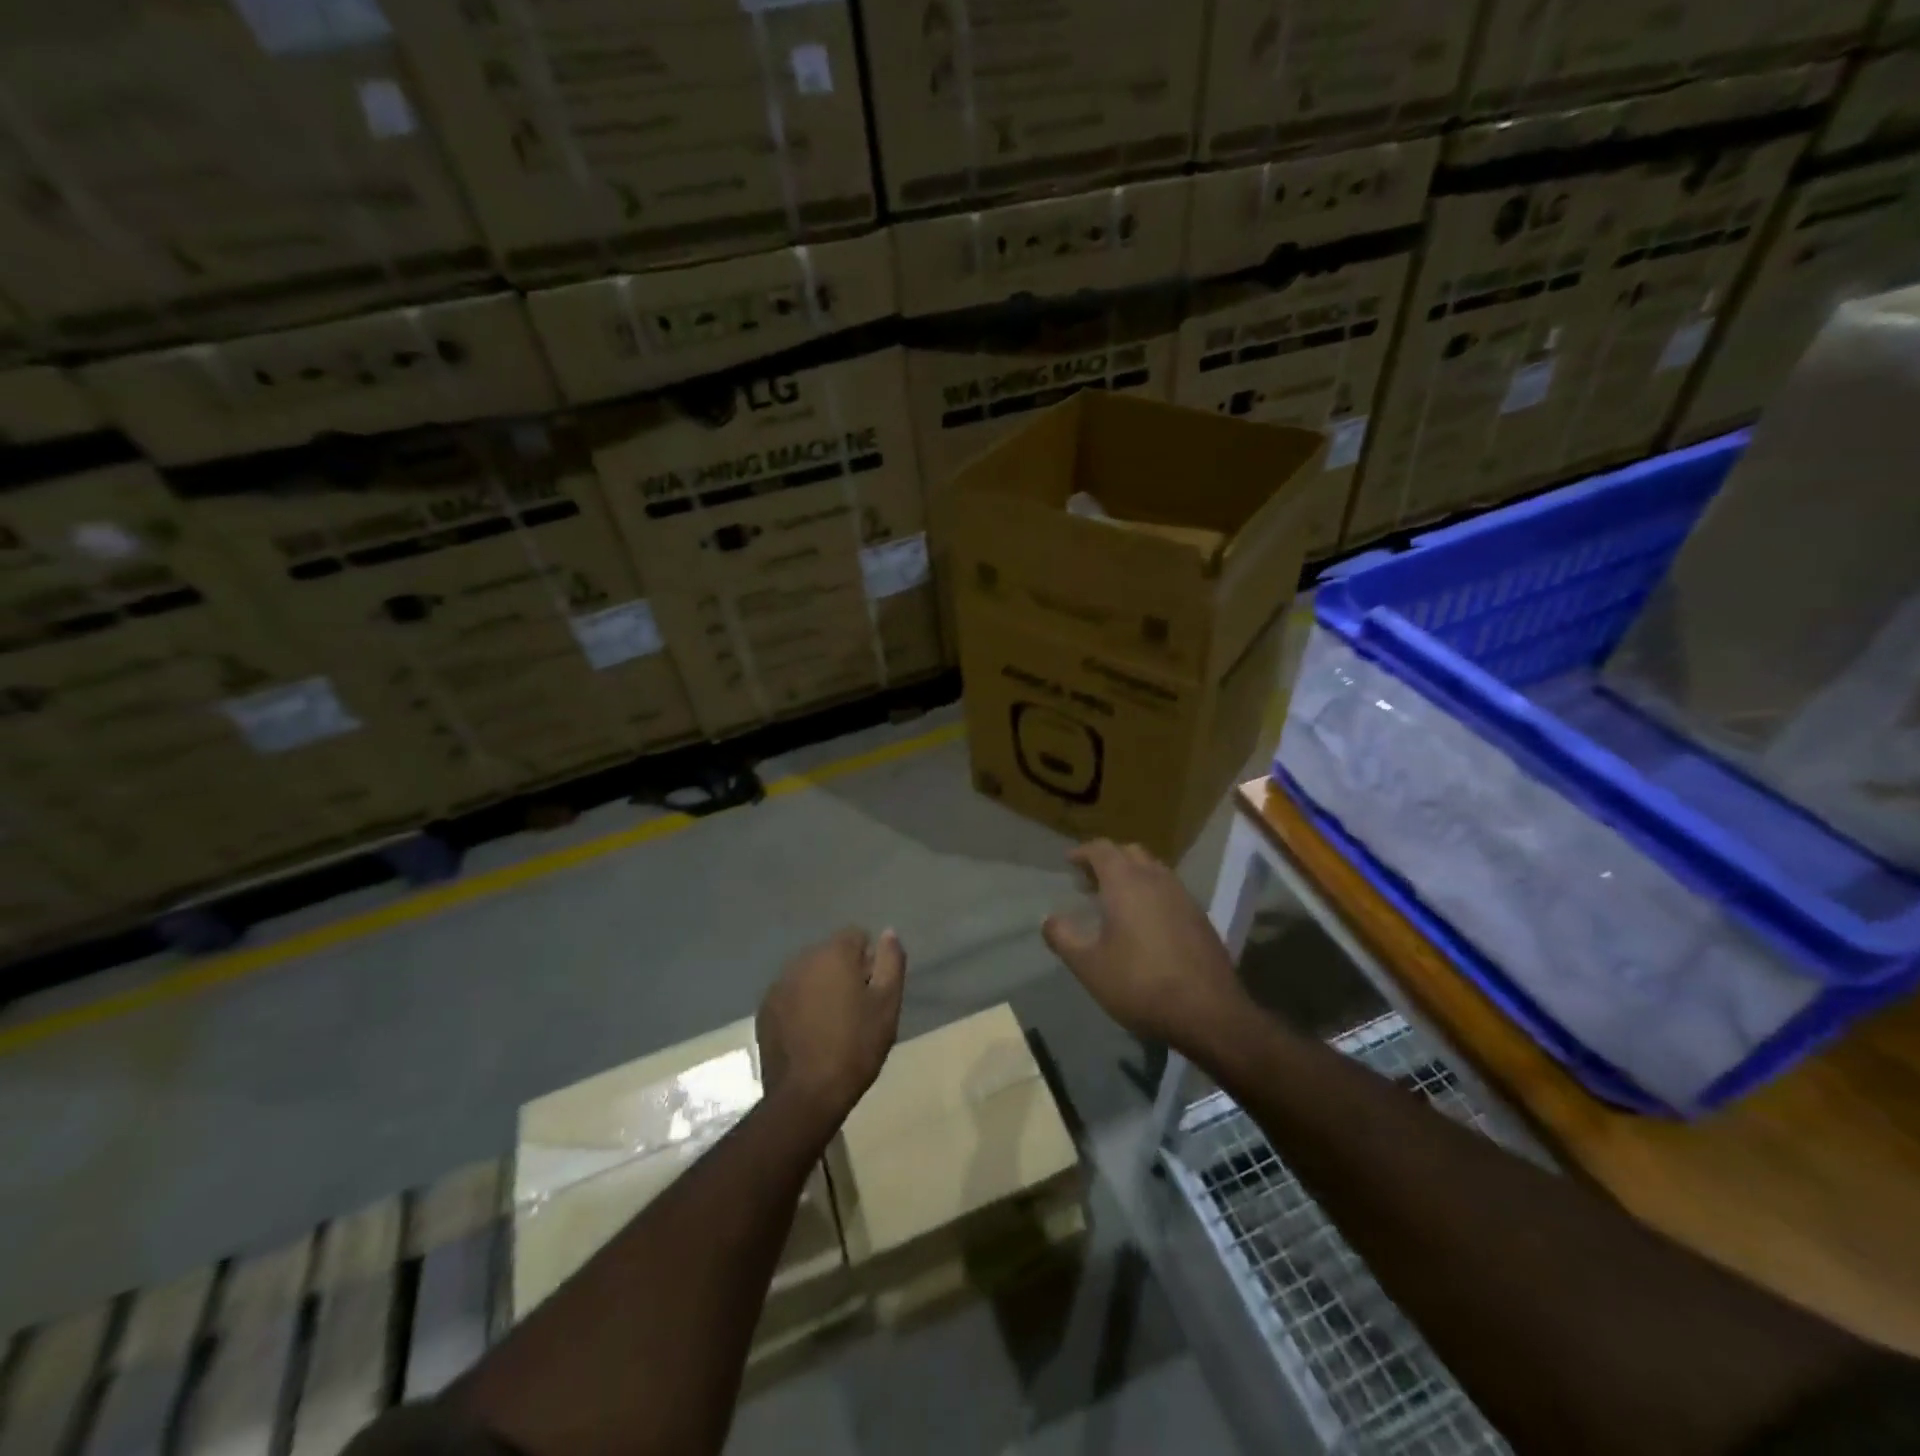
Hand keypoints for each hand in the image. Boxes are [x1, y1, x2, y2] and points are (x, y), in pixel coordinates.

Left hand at [757, 927, 905, 1130]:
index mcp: (833, 953)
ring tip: (832, 1025)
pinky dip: (802, 1006)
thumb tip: (888, 932)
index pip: (856, 935)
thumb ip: (891, 961)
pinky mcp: (765, 1010)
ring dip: (822, 988)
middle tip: (856, 1011)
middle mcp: (802, 960)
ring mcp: (779, 985)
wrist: (806, 1095)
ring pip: (810, 974)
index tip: (873, 991)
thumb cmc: (855, 1046)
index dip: (869, 960)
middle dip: (844, 973)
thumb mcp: (887, 1004)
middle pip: (831, 954)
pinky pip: (791, 995)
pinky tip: (810, 1035)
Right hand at [1042, 841, 1246, 1050]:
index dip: (1083, 852)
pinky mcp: (1200, 917)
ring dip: (1132, 875)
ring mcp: (1183, 896)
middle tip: (1089, 881)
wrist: (1208, 1013)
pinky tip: (1146, 922)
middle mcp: (1156, 879)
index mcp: (1126, 883)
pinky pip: (1170, 890)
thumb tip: (1049, 920)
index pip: (1102, 849)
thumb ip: (1063, 938)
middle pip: (1130, 853)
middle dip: (1108, 860)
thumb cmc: (1140, 984)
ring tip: (1116, 901)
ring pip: (1154, 869)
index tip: (1069, 862)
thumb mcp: (1089, 966)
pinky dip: (1152, 893)